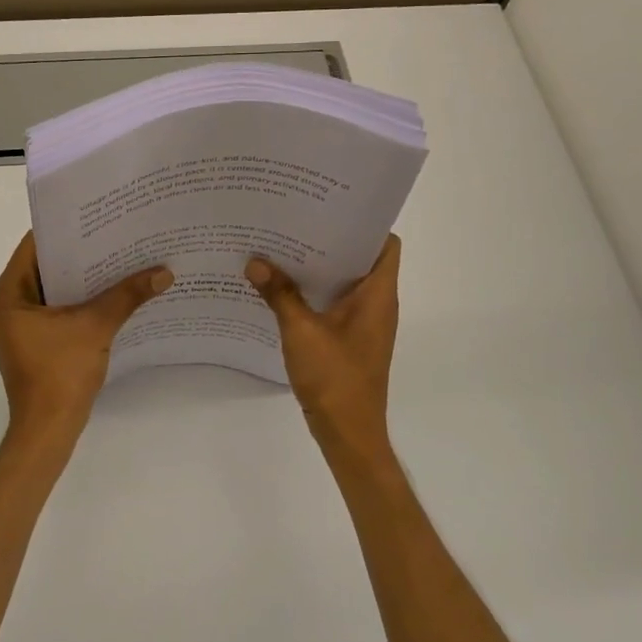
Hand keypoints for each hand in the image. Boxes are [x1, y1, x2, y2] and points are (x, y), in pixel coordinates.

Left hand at [0, 233, 171, 453]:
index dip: (67, 229)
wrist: (48, 429)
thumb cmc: (61, 373)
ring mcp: (17, 325)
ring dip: (82, 278)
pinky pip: (55, 309)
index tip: (98, 216)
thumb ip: (127, 295)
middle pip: (45, 266)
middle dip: (80, 253)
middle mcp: (5, 304)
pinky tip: (111, 293)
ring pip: (52, 289)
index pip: (35, 245)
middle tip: (116, 234)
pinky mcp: (31, 341)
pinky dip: (79, 301)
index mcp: (7, 293)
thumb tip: (164, 271)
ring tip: (119, 258)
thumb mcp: (96, 327)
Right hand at [245, 235, 400, 459]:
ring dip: (320, 268)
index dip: (364, 224)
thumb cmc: (335, 378)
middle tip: (295, 223)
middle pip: (361, 259)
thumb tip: (255, 261)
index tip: (330, 209)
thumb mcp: (301, 331)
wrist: (348, 432)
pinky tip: (283, 289)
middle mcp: (378, 304)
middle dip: (330, 241)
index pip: (385, 244)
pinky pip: (336, 304)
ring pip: (346, 283)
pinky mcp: (351, 340)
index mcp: (378, 294)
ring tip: (284, 248)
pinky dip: (315, 293)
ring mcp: (365, 324)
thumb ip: (279, 294)